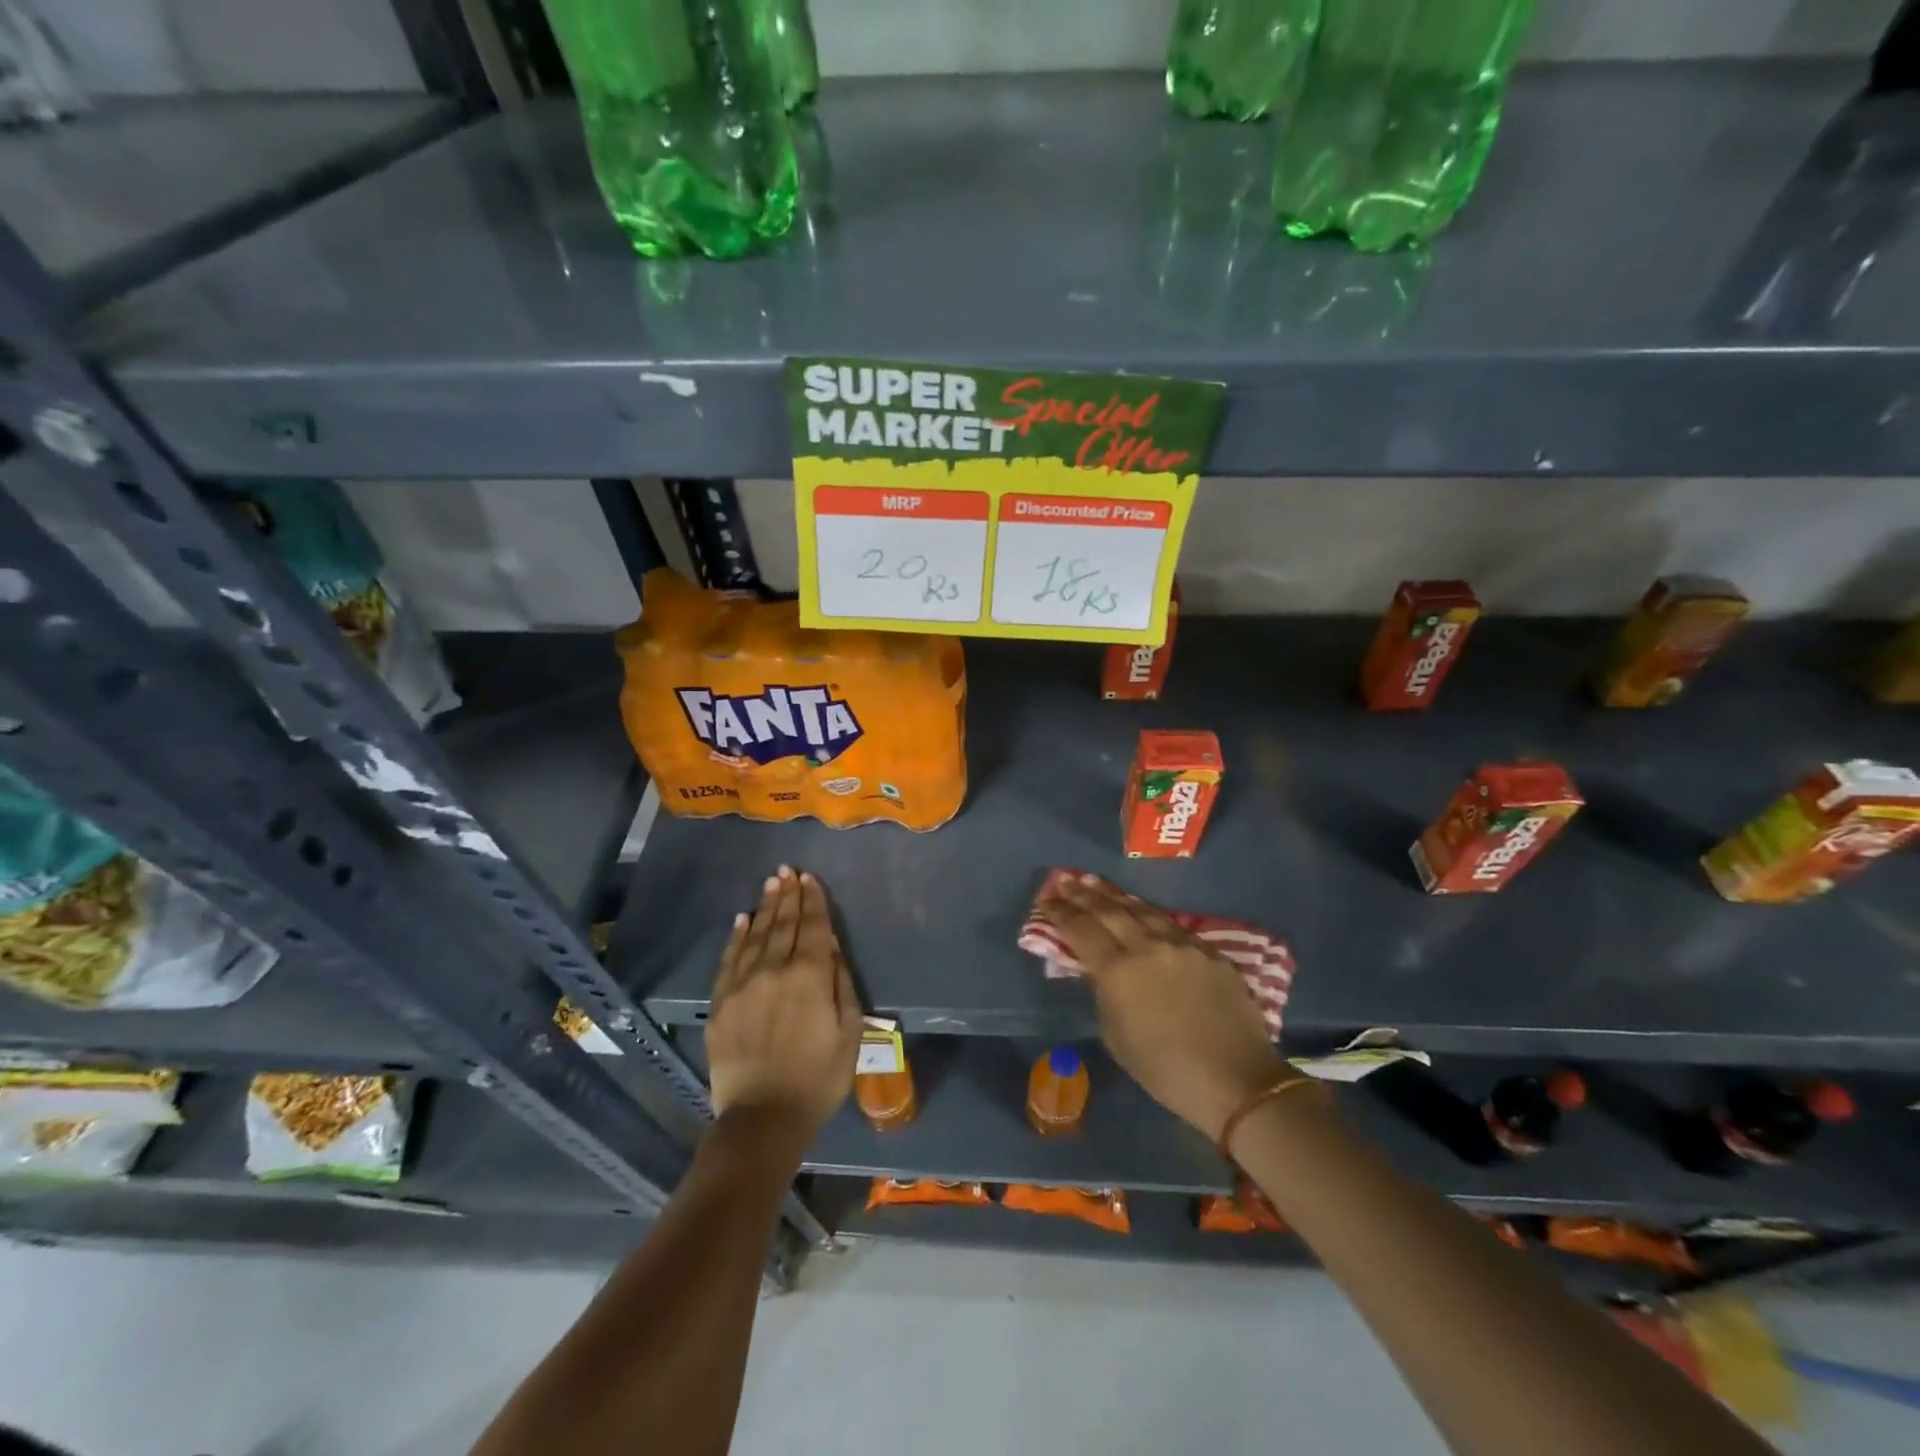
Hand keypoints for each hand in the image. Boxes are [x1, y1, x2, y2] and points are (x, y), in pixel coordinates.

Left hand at [705, 866, 860, 1143]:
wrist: (763, 1118)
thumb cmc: (819, 1077)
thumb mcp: (850, 1032)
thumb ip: (841, 984)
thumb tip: (832, 948)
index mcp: (811, 976)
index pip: (814, 928)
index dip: (813, 901)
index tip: (810, 879)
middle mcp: (775, 970)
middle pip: (783, 925)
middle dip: (788, 896)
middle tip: (788, 871)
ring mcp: (744, 984)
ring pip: (756, 936)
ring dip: (765, 908)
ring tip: (771, 884)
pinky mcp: (721, 1003)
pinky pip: (729, 960)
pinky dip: (737, 937)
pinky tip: (742, 920)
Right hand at [1039, 875, 1285, 1141]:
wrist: (1237, 1081)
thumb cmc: (1166, 1071)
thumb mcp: (1117, 1037)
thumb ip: (1104, 994)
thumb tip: (1099, 970)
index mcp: (1119, 971)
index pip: (1081, 930)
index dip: (1061, 912)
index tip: (1046, 899)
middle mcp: (1148, 947)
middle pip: (1110, 910)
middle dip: (1084, 894)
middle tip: (1065, 880)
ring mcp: (1182, 945)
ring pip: (1142, 909)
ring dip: (1115, 895)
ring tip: (1096, 882)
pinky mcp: (1209, 951)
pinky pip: (1172, 925)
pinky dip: (1148, 913)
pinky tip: (1141, 909)